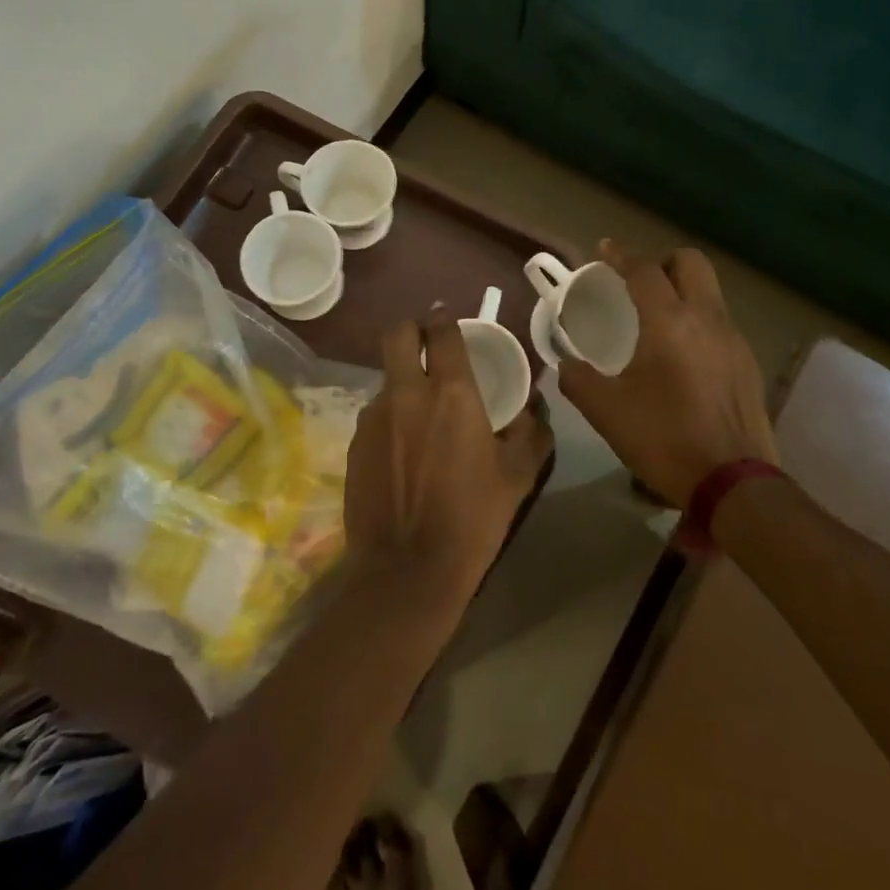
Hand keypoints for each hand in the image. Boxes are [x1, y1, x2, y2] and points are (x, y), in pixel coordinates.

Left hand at [344, 311, 551, 606]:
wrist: (408, 571)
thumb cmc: (472, 519)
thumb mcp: (517, 476)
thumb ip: (532, 432)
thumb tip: (535, 409)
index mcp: (452, 393)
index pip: (441, 332)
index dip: (444, 318)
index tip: (447, 319)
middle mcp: (407, 393)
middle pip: (398, 334)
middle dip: (412, 330)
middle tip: (427, 346)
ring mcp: (374, 417)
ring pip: (386, 378)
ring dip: (402, 383)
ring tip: (420, 417)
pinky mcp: (354, 443)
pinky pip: (374, 414)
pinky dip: (390, 418)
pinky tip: (402, 452)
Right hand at [558, 240, 774, 506]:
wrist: (734, 483)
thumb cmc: (665, 439)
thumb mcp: (607, 412)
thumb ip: (578, 380)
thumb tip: (566, 364)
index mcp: (669, 322)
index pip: (645, 270)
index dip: (622, 255)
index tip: (605, 250)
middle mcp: (707, 319)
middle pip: (691, 262)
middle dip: (662, 262)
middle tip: (638, 282)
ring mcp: (734, 340)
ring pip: (710, 291)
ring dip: (682, 290)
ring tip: (657, 318)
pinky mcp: (748, 363)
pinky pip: (720, 322)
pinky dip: (698, 320)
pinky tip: (683, 355)